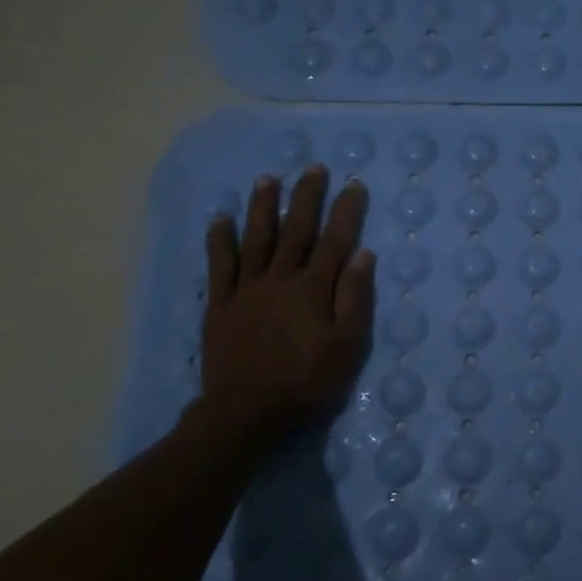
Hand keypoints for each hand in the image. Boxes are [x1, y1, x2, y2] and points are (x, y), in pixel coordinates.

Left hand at [196, 167, 374, 443]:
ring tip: (267, 179)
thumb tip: (362, 254)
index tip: (354, 184)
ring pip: (256, 239)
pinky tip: (220, 219)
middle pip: (296, 230)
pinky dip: (220, 240)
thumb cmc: (307, 382)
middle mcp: (280, 279)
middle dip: (306, 197)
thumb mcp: (347, 346)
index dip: (346, 211)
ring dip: (263, 207)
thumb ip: (354, 298)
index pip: (335, 241)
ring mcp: (246, 290)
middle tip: (313, 168)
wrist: (247, 412)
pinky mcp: (221, 305)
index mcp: (314, 289)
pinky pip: (219, 266)